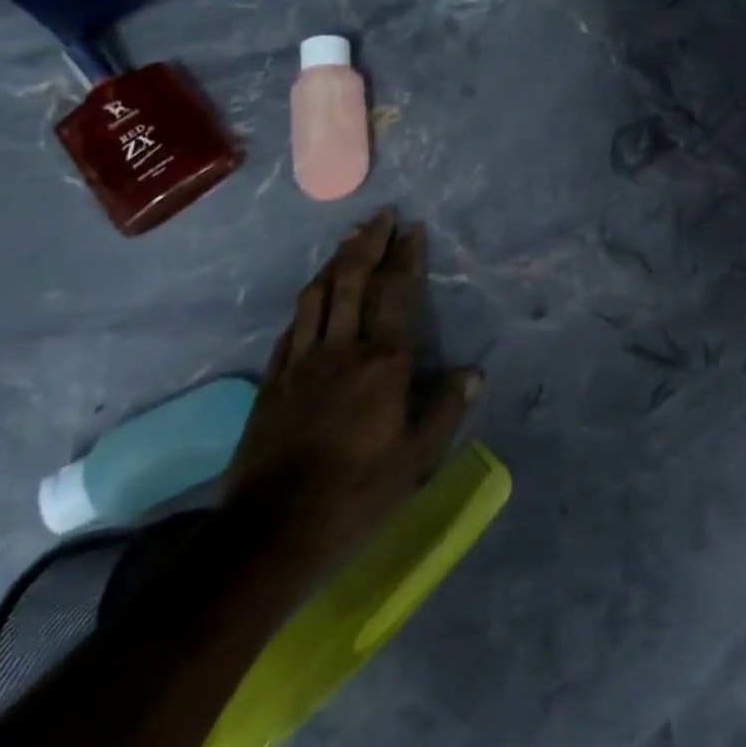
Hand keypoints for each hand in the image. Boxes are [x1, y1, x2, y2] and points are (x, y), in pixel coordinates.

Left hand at [223, 208, 478, 557]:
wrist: (271, 532)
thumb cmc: (355, 495)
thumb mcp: (415, 461)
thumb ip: (445, 412)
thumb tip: (474, 373)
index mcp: (382, 362)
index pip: (396, 293)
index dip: (406, 257)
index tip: (413, 229)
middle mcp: (342, 348)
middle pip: (353, 280)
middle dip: (368, 242)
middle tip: (381, 214)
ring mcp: (302, 361)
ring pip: (318, 295)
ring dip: (336, 261)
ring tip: (349, 240)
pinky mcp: (272, 380)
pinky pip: (292, 325)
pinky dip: (308, 301)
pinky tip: (313, 295)